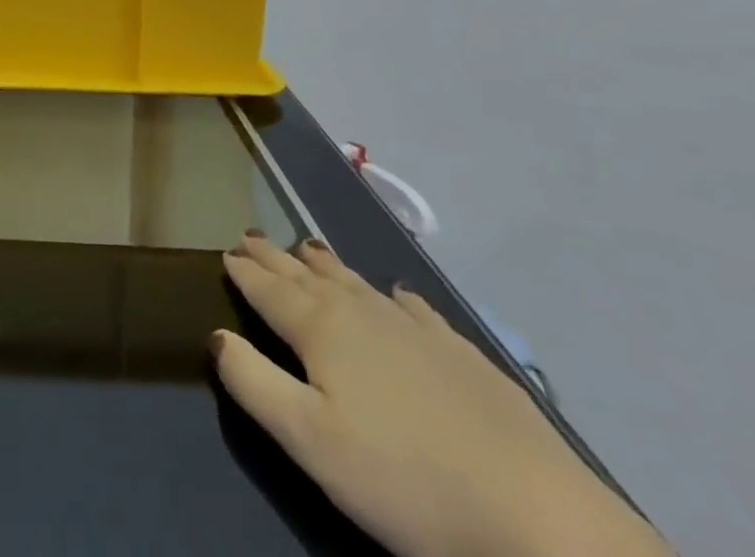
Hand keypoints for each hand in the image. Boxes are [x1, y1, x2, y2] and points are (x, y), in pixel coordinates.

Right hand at [212, 235, 672, 556]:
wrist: (537, 517)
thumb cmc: (404, 481)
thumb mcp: (310, 442)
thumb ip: (254, 383)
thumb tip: (217, 335)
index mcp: (321, 329)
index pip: (269, 289)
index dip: (244, 270)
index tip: (225, 252)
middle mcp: (361, 313)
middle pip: (306, 276)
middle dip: (275, 257)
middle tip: (250, 237)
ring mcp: (415, 329)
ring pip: (355, 283)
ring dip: (324, 265)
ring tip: (307, 248)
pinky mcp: (460, 352)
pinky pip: (411, 308)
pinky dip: (390, 296)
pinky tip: (395, 296)